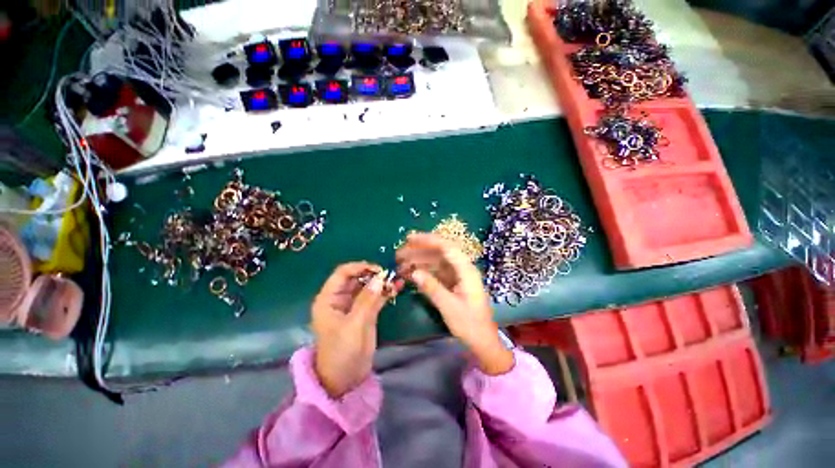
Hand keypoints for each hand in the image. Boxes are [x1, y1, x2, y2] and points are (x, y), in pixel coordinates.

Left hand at [312, 263, 388, 397]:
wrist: (345, 380)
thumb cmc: (342, 353)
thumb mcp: (354, 325)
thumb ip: (367, 300)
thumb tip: (380, 278)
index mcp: (329, 299)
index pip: (343, 273)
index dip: (360, 267)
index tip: (379, 269)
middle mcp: (340, 298)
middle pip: (357, 278)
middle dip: (374, 274)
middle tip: (391, 275)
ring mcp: (354, 305)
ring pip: (368, 287)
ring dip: (382, 282)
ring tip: (397, 279)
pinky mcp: (364, 313)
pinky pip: (375, 297)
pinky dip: (385, 292)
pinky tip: (398, 287)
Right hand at [396, 233, 513, 374]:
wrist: (483, 341)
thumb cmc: (470, 324)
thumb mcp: (449, 307)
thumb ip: (432, 288)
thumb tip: (414, 273)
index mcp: (466, 270)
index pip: (446, 247)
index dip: (427, 240)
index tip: (409, 239)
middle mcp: (462, 269)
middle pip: (439, 253)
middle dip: (418, 252)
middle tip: (399, 255)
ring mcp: (457, 276)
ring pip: (436, 263)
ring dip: (419, 262)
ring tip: (400, 265)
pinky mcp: (453, 284)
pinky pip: (436, 273)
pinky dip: (424, 273)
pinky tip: (411, 275)